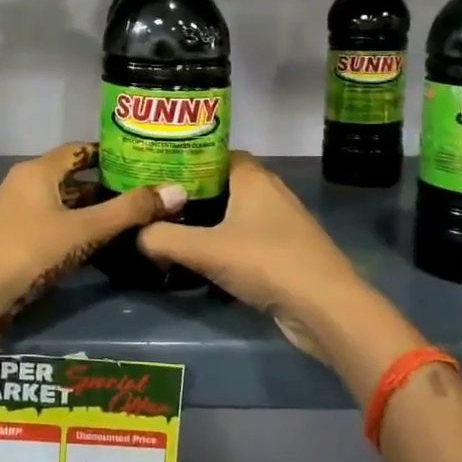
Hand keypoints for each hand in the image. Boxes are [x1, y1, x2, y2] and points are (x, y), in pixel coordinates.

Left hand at [0, 142, 185, 347]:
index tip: (141, 161)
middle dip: (107, 187)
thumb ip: (128, 211)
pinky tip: (99, 247)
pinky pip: (53, 228)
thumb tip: (178, 191)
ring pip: (63, 206)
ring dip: (92, 213)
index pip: (78, 151)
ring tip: (132, 221)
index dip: (109, 154)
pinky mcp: (14, 243)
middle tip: (146, 195)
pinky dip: (76, 232)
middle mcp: (25, 186)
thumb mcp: (82, 230)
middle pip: (72, 179)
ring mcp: (16, 215)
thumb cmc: (27, 251)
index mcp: (37, 171)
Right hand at [138, 152, 369, 361]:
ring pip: (236, 212)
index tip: (157, 172)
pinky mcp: (287, 251)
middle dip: (193, 193)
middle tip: (158, 204)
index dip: (187, 159)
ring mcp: (282, 223)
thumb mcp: (204, 249)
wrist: (325, 308)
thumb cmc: (266, 262)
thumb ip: (163, 239)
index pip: (215, 153)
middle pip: (223, 183)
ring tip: (173, 231)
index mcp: (253, 177)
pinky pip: (248, 238)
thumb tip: (137, 235)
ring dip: (210, 221)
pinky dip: (226, 244)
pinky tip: (204, 260)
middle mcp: (270, 192)